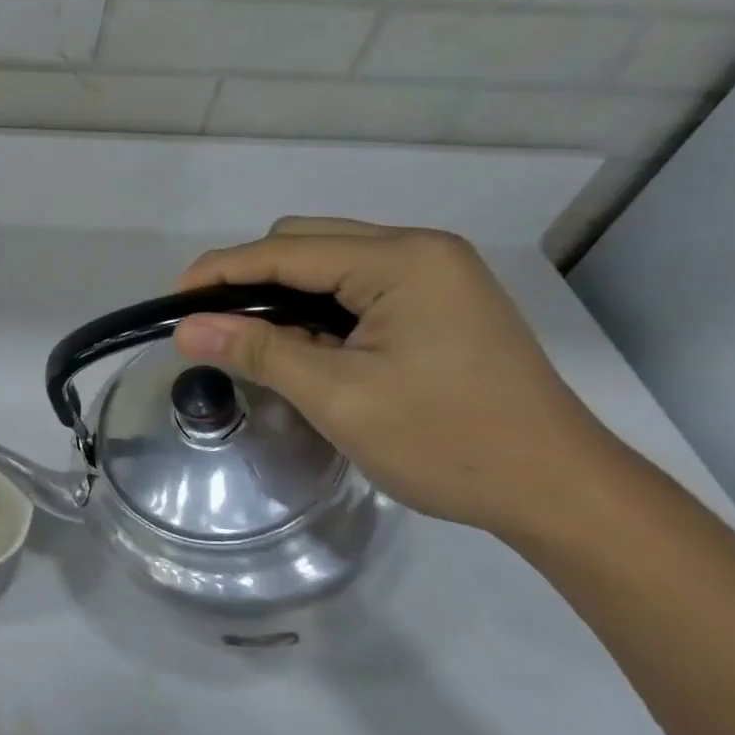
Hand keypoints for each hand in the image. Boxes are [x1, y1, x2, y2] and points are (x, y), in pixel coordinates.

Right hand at [173, 218, 621, 538]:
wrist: (560, 491)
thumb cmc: (448, 441)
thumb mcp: (339, 396)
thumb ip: (258, 351)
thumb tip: (186, 330)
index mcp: (401, 260)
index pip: (286, 250)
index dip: (221, 271)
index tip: (174, 301)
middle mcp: (420, 251)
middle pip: (307, 243)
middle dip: (251, 279)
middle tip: (213, 327)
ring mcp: (435, 275)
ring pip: (330, 265)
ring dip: (285, 296)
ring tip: (253, 341)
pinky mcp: (441, 303)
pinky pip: (357, 288)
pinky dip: (319, 310)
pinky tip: (306, 347)